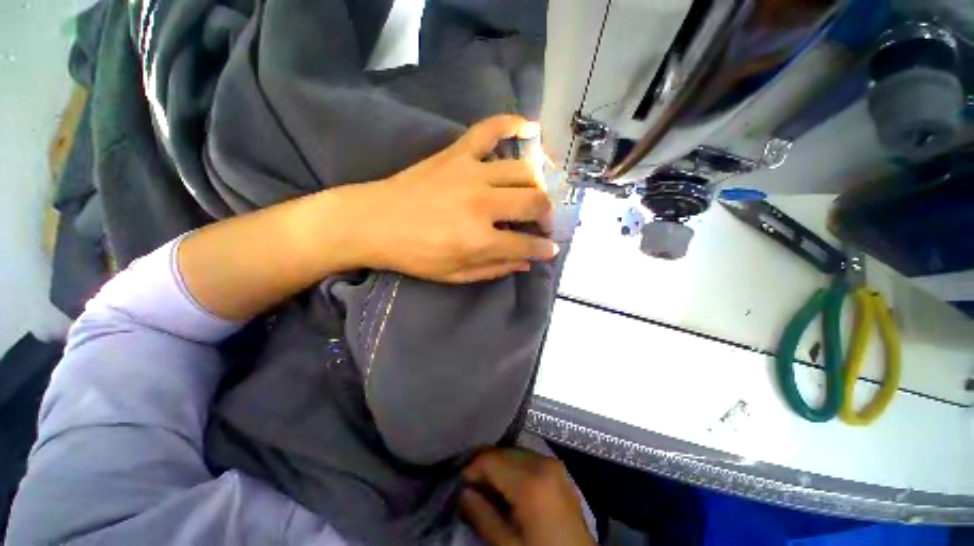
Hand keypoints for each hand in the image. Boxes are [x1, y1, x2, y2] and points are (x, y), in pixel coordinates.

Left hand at [351, 115, 557, 282]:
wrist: (373, 222)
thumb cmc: (414, 255)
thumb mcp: (455, 275)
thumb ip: (494, 269)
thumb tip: (526, 263)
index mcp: (479, 240)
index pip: (526, 244)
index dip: (543, 249)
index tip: (550, 248)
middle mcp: (482, 204)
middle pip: (534, 202)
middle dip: (547, 215)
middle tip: (543, 223)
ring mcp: (470, 174)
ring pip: (523, 171)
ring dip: (538, 184)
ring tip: (536, 193)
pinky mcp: (456, 154)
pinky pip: (489, 129)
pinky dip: (511, 124)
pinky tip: (528, 127)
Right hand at [461, 449, 593, 545]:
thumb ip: (483, 516)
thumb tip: (464, 492)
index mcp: (531, 481)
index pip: (491, 459)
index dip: (471, 469)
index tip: (460, 484)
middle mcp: (543, 463)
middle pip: (504, 452)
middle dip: (485, 466)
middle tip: (471, 486)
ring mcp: (554, 464)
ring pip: (516, 452)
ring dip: (499, 465)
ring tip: (488, 487)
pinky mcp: (559, 470)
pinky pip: (529, 459)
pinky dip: (515, 467)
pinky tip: (509, 486)